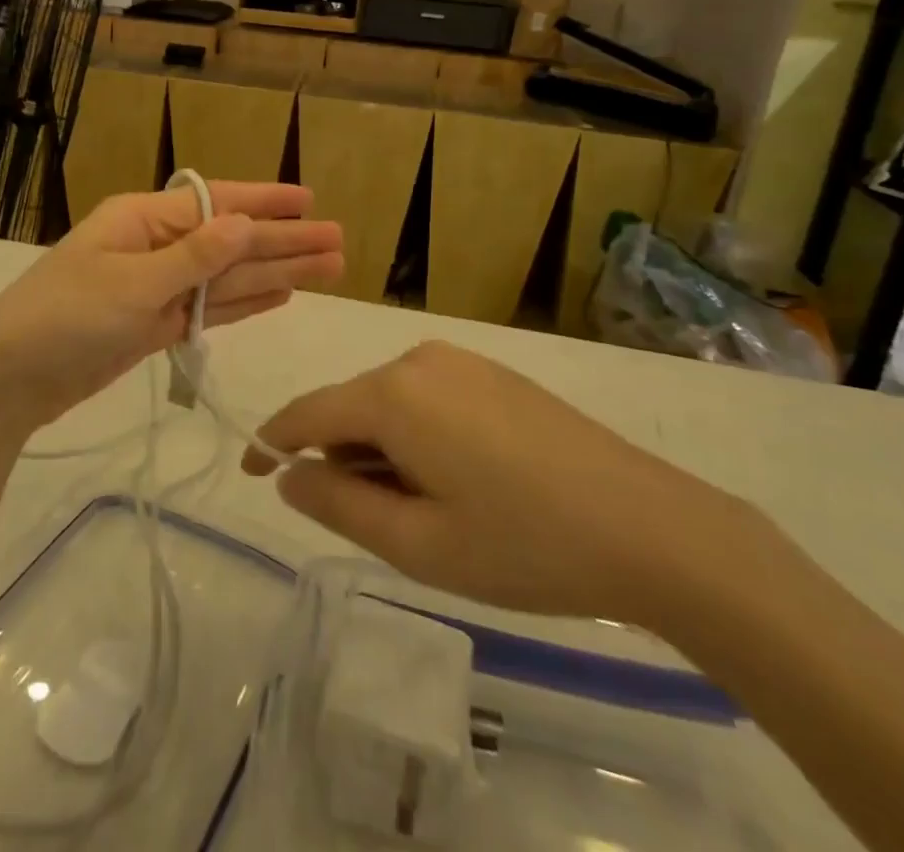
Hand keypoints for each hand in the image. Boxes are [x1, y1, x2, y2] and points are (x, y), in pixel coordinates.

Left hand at [0, 183, 343, 435]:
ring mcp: (157, 288)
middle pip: (231, 241)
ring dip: (275, 272)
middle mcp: (155, 246)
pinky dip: (244, 302)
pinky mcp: (155, 325)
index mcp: (143, 219)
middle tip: (339, 244)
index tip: (310, 201)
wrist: (8, 380)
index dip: (266, 203)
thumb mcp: (131, 283)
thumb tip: (244, 223)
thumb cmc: (64, 317)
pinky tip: (280, 294)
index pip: (216, 203)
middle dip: (284, 242)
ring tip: (326, 269)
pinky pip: (210, 308)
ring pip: (227, 276)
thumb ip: (193, 258)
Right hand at [242, 341, 750, 628]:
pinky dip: (416, 435)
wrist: (651, 527)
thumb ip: (338, 505)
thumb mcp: (418, 544)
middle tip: (373, 525)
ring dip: (382, 450)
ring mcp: (461, 360)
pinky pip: (427, 397)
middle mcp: (419, 359)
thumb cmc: (523, 544)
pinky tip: (459, 481)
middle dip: (341, 458)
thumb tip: (291, 475)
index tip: (252, 473)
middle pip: (350, 407)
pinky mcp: (493, 372)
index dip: (272, 443)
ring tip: (425, 512)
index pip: (308, 412)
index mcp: (393, 393)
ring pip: (389, 402)